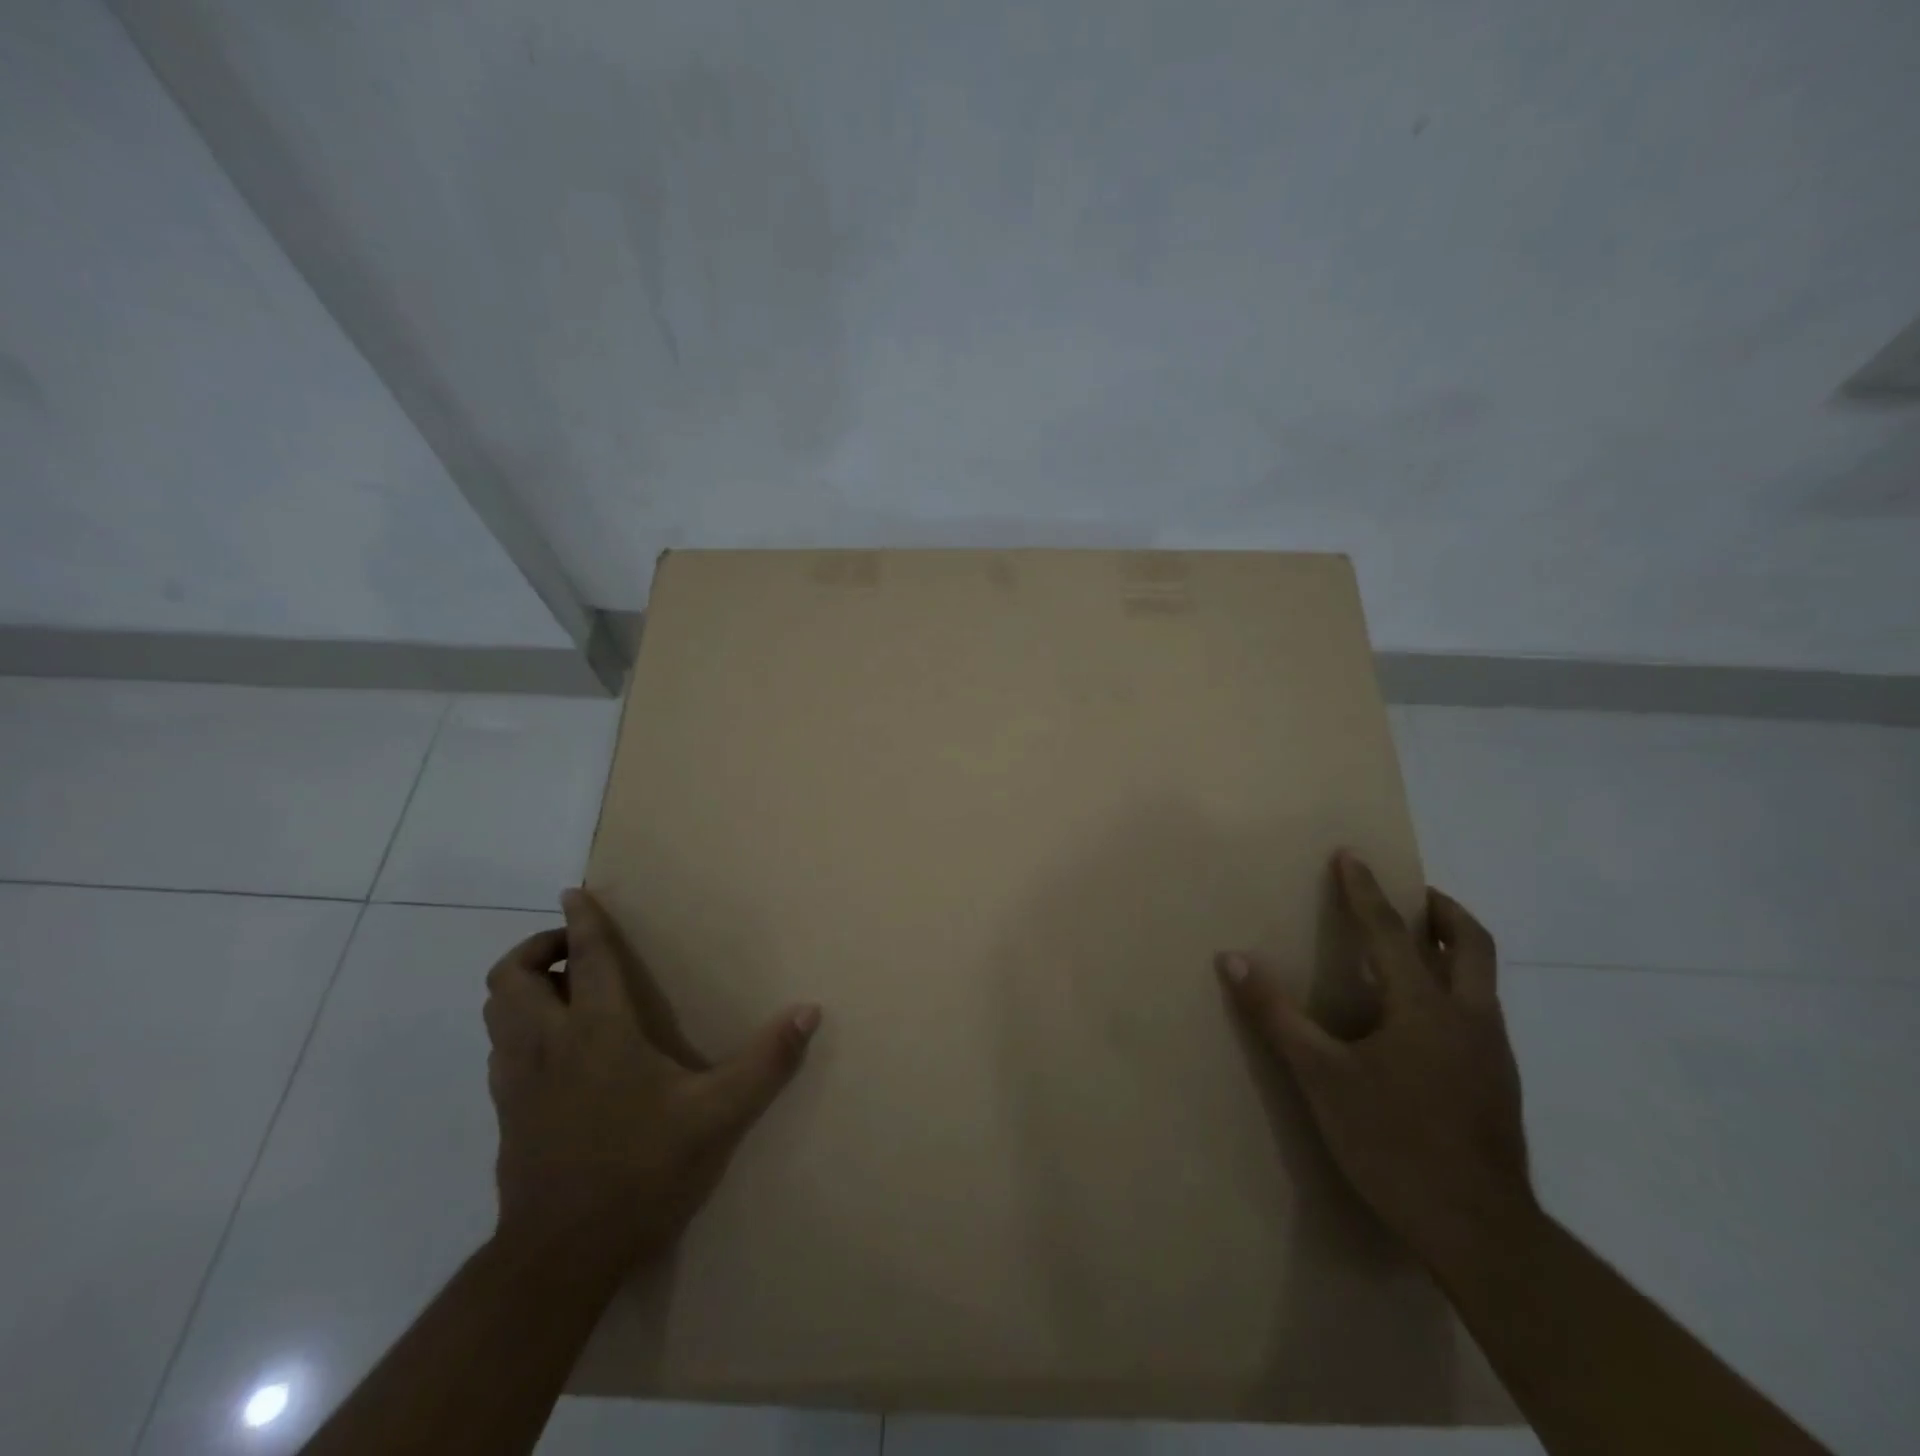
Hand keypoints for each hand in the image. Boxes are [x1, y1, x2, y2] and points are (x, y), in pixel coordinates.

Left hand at [483, 888, 821, 1273]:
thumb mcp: (717, 1116)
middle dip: (536, 949)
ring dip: (522, 986)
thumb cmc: (641, 1172)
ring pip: (496, 1010)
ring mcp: (517, 1080)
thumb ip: (766, 1061)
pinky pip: (499, 1046)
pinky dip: (518, 1026)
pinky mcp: (506, 1112)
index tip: (575, 891)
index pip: (583, 958)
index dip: (581, 920)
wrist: (561, 1256)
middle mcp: (547, 1045)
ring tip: (565, 991)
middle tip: (575, 953)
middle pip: (510, 977)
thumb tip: (809, 1011)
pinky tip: (557, 1047)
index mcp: (597, 1033)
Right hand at [1217, 852, 1533, 1268]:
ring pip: (1483, 980)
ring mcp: (1493, 1053)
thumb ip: (1277, 1014)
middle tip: (1415, 895)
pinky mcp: (1500, 1085)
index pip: (1391, 931)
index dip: (1366, 890)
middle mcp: (1470, 1018)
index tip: (1351, 855)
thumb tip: (1232, 959)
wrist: (1482, 1234)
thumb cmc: (1394, 1143)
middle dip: (1444, 911)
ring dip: (1453, 951)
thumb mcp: (1322, 1077)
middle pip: (1473, 945)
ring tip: (1416, 950)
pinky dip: (1455, 992)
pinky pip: (1480, 1014)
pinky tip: (1423, 1022)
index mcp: (1426, 1008)